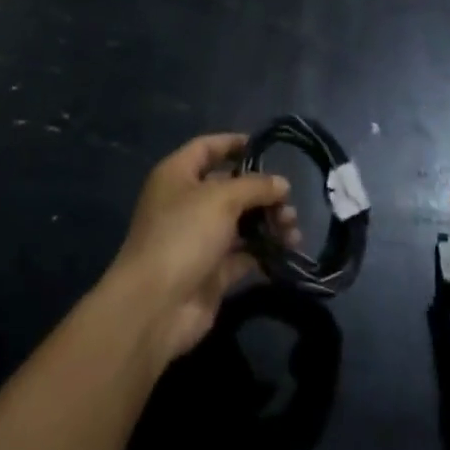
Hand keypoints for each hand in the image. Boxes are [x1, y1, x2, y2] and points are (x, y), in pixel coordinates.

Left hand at [107, 134, 297, 362]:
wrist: (156, 305)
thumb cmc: (184, 234)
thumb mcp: (221, 199)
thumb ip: (255, 187)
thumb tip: (282, 184)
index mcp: (177, 175)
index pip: (207, 148)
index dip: (234, 144)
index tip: (266, 147)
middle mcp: (186, 202)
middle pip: (229, 187)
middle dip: (261, 192)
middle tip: (288, 203)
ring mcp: (198, 238)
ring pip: (240, 222)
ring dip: (268, 223)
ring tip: (292, 231)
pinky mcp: (212, 271)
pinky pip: (243, 254)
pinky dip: (264, 251)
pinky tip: (287, 252)